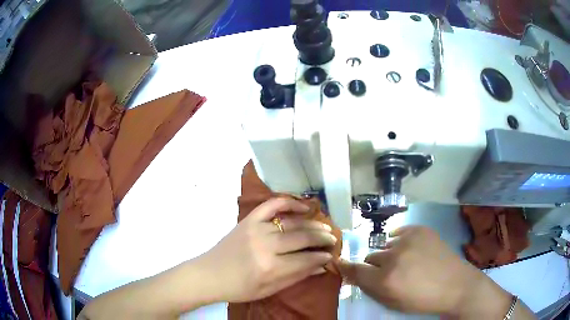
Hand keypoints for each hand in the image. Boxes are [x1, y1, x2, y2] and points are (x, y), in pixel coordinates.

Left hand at [198, 198, 336, 302]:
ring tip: (324, 227)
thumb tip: (322, 267)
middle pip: (302, 238)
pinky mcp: (248, 220)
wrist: (210, 274)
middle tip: (333, 239)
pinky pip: (271, 205)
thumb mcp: (269, 290)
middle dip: (322, 238)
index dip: (322, 257)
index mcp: (271, 267)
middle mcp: (265, 245)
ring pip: (292, 223)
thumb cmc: (239, 288)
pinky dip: (289, 202)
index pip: (306, 259)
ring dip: (311, 224)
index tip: (331, 256)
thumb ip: (297, 277)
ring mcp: (256, 229)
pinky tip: (303, 206)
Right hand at [338, 226, 512, 316]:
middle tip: (388, 273)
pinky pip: (398, 233)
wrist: (455, 285)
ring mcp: (408, 240)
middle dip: (374, 266)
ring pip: (385, 246)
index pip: (354, 269)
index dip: (346, 266)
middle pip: (369, 257)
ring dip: (389, 255)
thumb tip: (352, 274)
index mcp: (385, 280)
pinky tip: (411, 250)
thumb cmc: (421, 300)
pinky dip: (400, 242)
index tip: (341, 263)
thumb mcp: (392, 302)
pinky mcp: (420, 229)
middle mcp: (393, 258)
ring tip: (406, 262)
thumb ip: (370, 288)